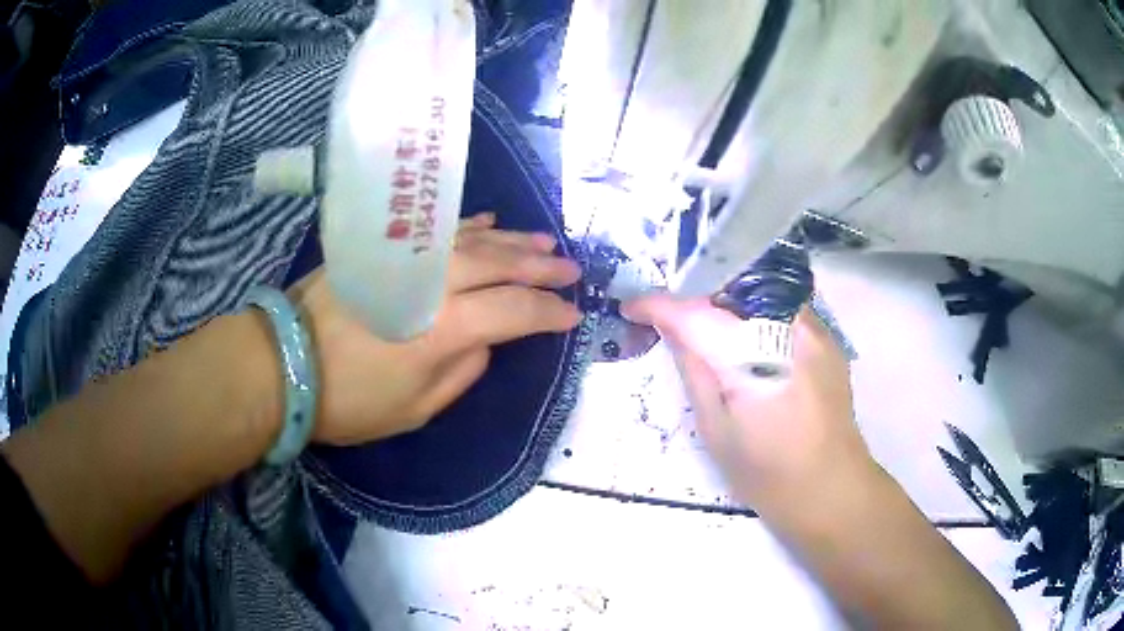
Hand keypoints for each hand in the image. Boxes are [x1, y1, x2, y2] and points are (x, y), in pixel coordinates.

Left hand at [290, 214, 581, 445]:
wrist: (284, 364)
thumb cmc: (351, 401)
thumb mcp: (417, 408)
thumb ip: (462, 371)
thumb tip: (486, 341)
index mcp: (446, 328)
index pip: (515, 311)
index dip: (549, 313)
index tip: (572, 315)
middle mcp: (435, 282)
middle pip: (501, 264)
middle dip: (541, 267)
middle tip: (571, 269)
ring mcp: (408, 258)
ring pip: (474, 240)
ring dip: (512, 240)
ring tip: (544, 242)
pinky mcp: (384, 247)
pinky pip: (437, 230)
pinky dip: (467, 226)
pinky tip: (489, 224)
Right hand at [622, 296, 875, 511]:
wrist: (830, 487)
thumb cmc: (766, 473)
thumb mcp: (715, 429)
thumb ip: (694, 370)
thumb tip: (672, 329)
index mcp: (754, 359)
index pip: (697, 314)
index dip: (659, 305)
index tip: (633, 308)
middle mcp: (788, 329)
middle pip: (731, 287)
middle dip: (696, 296)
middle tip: (672, 321)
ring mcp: (814, 328)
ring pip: (759, 290)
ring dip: (727, 301)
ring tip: (709, 330)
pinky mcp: (827, 336)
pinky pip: (783, 306)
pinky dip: (756, 314)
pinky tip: (749, 344)